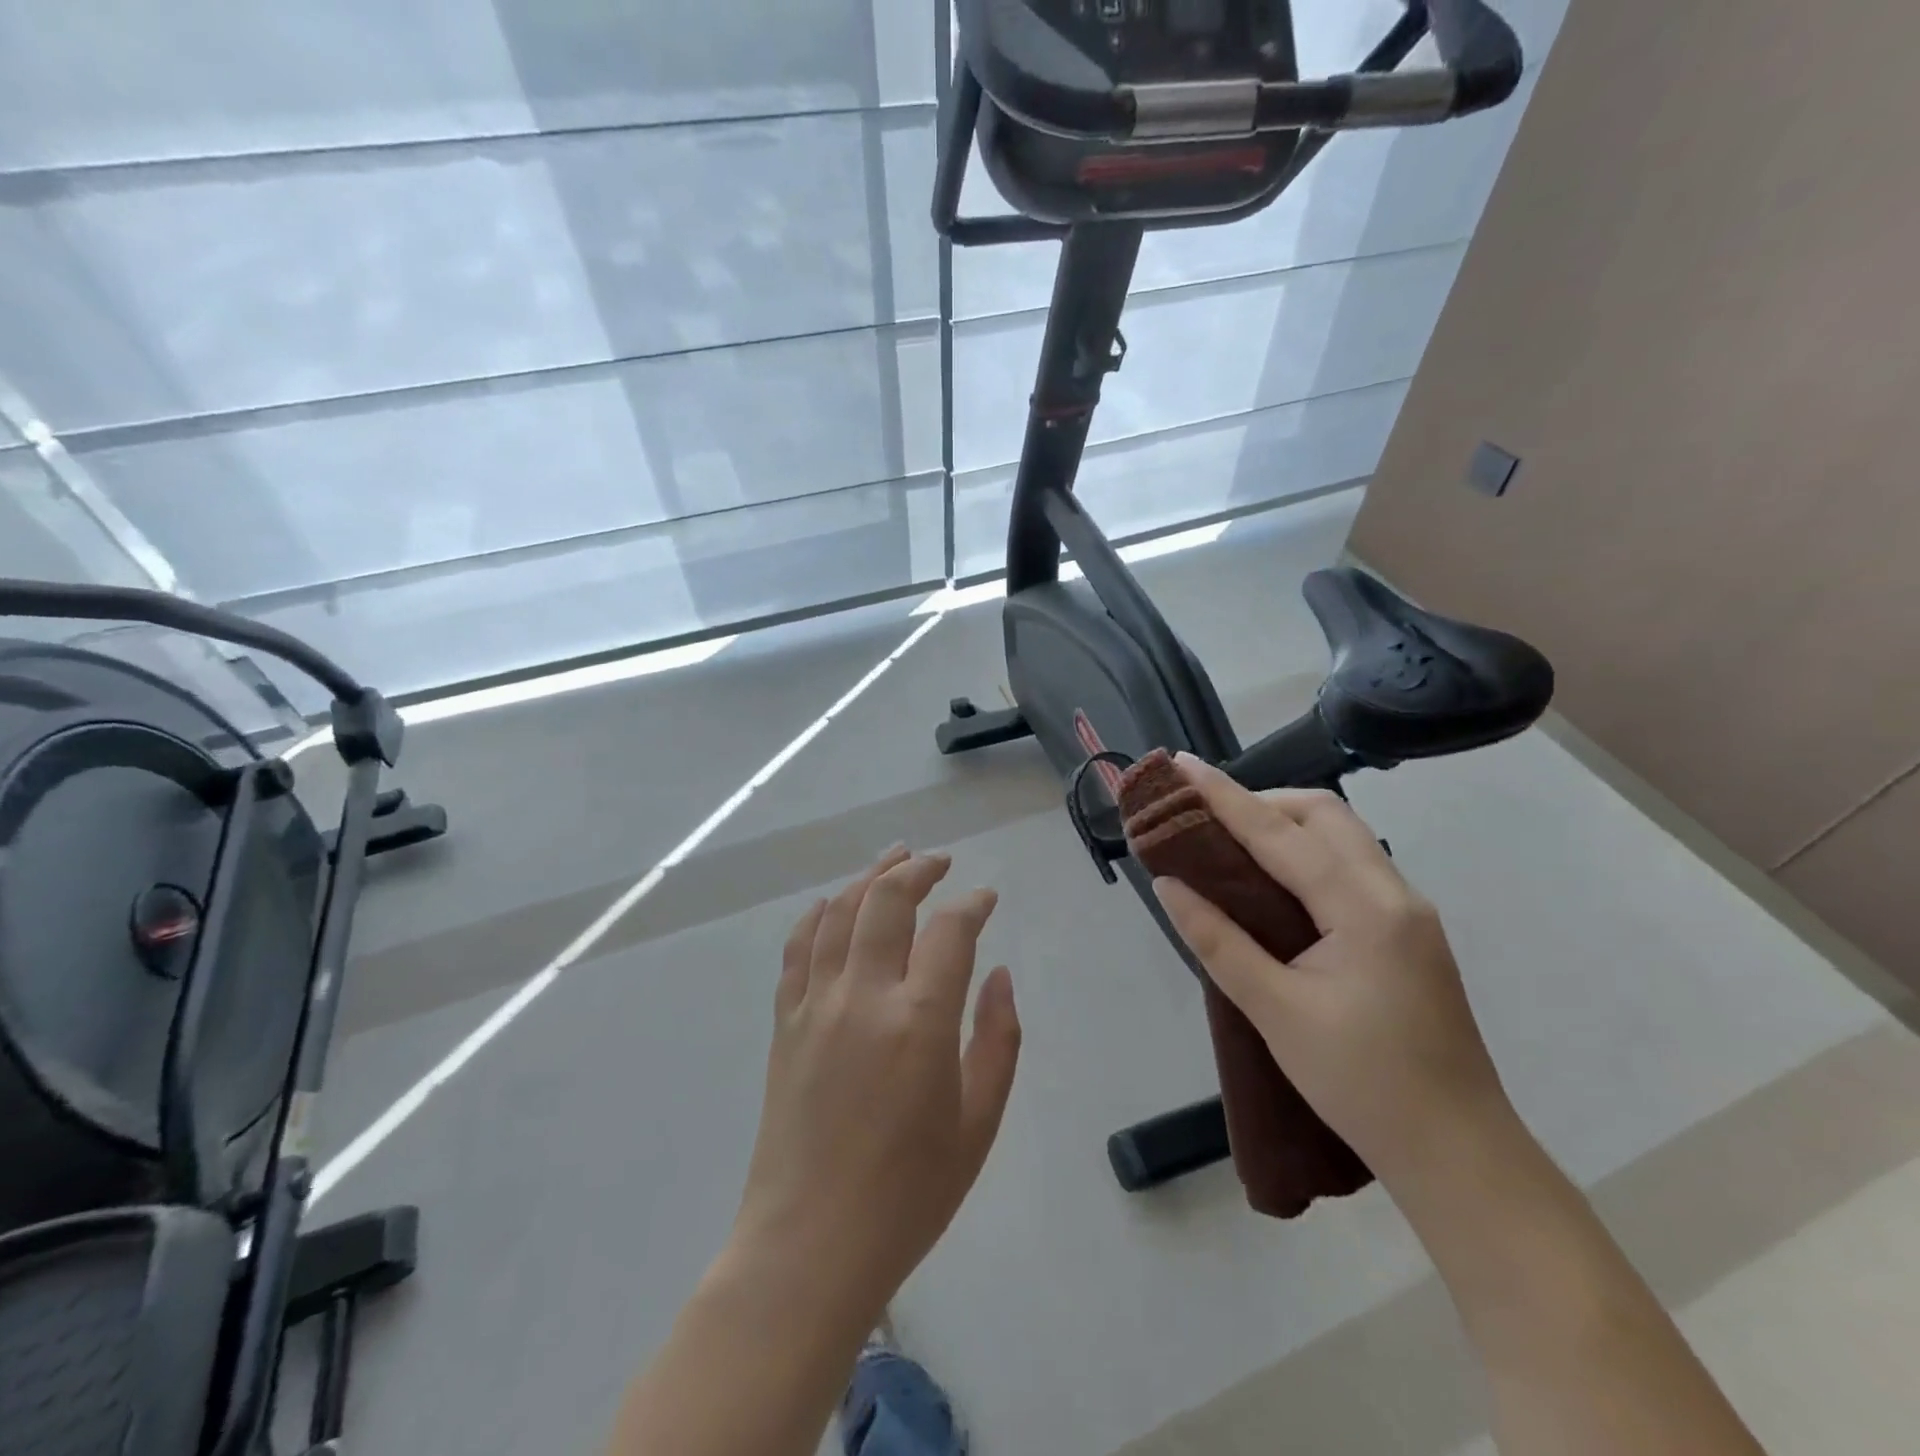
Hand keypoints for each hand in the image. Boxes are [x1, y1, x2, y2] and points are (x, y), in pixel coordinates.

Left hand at [730, 847, 1021, 1323]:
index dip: (972, 904)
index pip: (949, 930)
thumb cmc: (909, 1194)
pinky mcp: (786, 1023)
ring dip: (869, 878)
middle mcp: (864, 996)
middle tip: (939, 862)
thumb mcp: (978, 1124)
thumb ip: (997, 1040)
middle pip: (887, 901)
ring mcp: (816, 1005)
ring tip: (893, 859)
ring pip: (840, 913)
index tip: (985, 899)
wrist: (810, 1245)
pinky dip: (816, 916)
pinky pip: (797, 950)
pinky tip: (831, 904)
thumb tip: (998, 975)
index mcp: (920, 1020)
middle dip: (918, 870)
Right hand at [1152, 756, 1511, 1186]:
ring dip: (1285, 824)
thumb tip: (1169, 885)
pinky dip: (1306, 854)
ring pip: (1343, 836)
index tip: (1181, 766)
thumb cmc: (1363, 1085)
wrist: (1459, 1155)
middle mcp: (1395, 894)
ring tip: (1230, 841)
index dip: (1225, 797)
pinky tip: (1274, 881)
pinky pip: (1351, 866)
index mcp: (1366, 909)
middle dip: (1262, 801)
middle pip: (1325, 815)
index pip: (1281, 834)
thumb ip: (1219, 941)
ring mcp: (1409, 911)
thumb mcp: (1276, 1013)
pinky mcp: (1408, 931)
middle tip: (1206, 817)